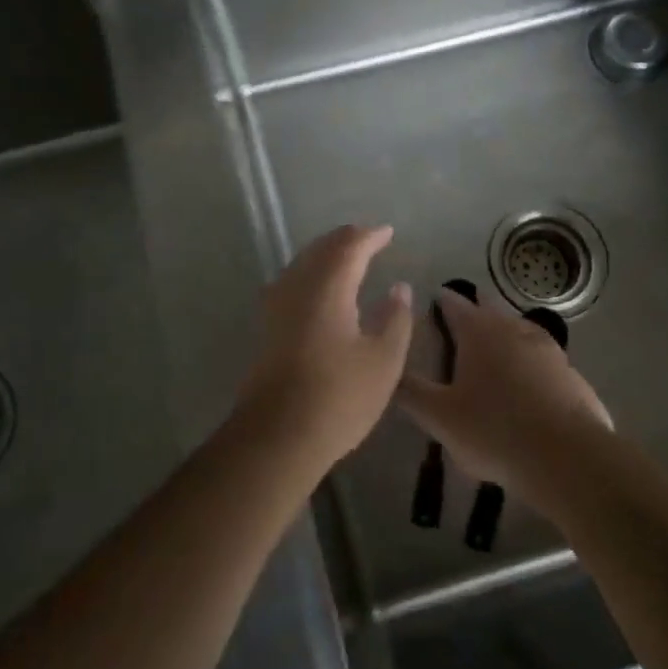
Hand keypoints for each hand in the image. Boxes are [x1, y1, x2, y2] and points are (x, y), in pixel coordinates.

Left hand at [237, 225, 414, 470]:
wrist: (278, 435)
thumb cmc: (339, 397)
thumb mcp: (384, 360)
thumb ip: (396, 318)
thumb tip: (399, 287)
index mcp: (328, 286)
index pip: (349, 246)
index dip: (370, 236)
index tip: (388, 233)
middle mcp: (297, 286)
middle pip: (321, 248)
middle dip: (346, 240)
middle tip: (369, 240)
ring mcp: (277, 306)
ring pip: (302, 263)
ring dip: (326, 255)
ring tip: (348, 259)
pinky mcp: (268, 327)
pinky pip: (292, 282)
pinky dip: (312, 274)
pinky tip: (322, 290)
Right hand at [400, 288, 613, 514]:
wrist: (567, 457)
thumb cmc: (493, 430)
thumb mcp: (439, 417)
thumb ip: (411, 392)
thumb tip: (389, 371)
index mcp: (479, 332)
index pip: (455, 305)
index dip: (442, 301)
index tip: (434, 298)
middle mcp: (514, 330)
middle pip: (491, 309)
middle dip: (476, 309)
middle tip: (462, 317)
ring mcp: (548, 349)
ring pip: (520, 329)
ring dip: (505, 331)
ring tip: (494, 344)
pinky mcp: (571, 374)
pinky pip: (543, 358)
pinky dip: (530, 360)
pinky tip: (529, 378)